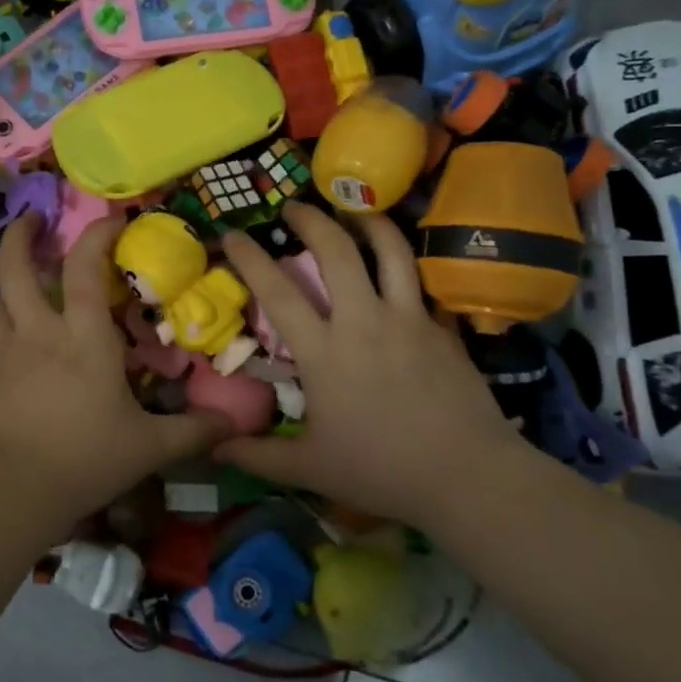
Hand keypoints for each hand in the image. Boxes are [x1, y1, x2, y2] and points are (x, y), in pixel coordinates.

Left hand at [0, 212, 225, 521]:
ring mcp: (10, 354)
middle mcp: (41, 333)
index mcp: (84, 338)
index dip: (97, 234)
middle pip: (16, 269)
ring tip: (27, 280)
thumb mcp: (148, 448)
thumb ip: (192, 432)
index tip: (113, 218)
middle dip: (20, 236)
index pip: (83, 268)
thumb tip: (233, 426)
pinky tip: (27, 345)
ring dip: (11, 281)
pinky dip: (10, 325)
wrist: (11, 491)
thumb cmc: (85, 458)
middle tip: (32, 218)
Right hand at [218, 201, 542, 526]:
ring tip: (354, 208)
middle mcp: (364, 322)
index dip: (250, 257)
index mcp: (324, 352)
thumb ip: (257, 456)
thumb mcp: (310, 469)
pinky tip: (397, 265)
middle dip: (311, 218)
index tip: (232, 233)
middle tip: (293, 206)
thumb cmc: (382, 471)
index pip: (278, 291)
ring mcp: (408, 319)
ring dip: (367, 220)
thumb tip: (212, 448)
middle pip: (336, 251)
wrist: (468, 475)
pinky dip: (404, 264)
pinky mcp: (441, 327)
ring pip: (390, 250)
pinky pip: (420, 281)